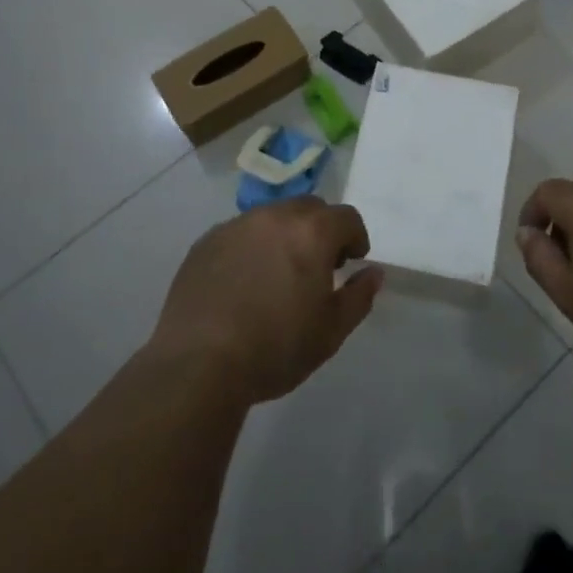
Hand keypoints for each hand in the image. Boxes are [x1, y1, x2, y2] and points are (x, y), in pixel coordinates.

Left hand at [148, 199, 383, 404]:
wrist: (199, 364)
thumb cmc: (276, 348)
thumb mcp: (331, 331)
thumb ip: (359, 296)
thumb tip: (373, 273)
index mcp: (311, 232)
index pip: (346, 217)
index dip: (355, 238)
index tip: (350, 264)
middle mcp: (274, 216)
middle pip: (309, 208)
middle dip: (321, 230)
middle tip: (317, 267)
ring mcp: (236, 226)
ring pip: (272, 217)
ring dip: (284, 235)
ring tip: (277, 275)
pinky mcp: (206, 242)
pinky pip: (240, 233)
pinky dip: (252, 247)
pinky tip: (244, 283)